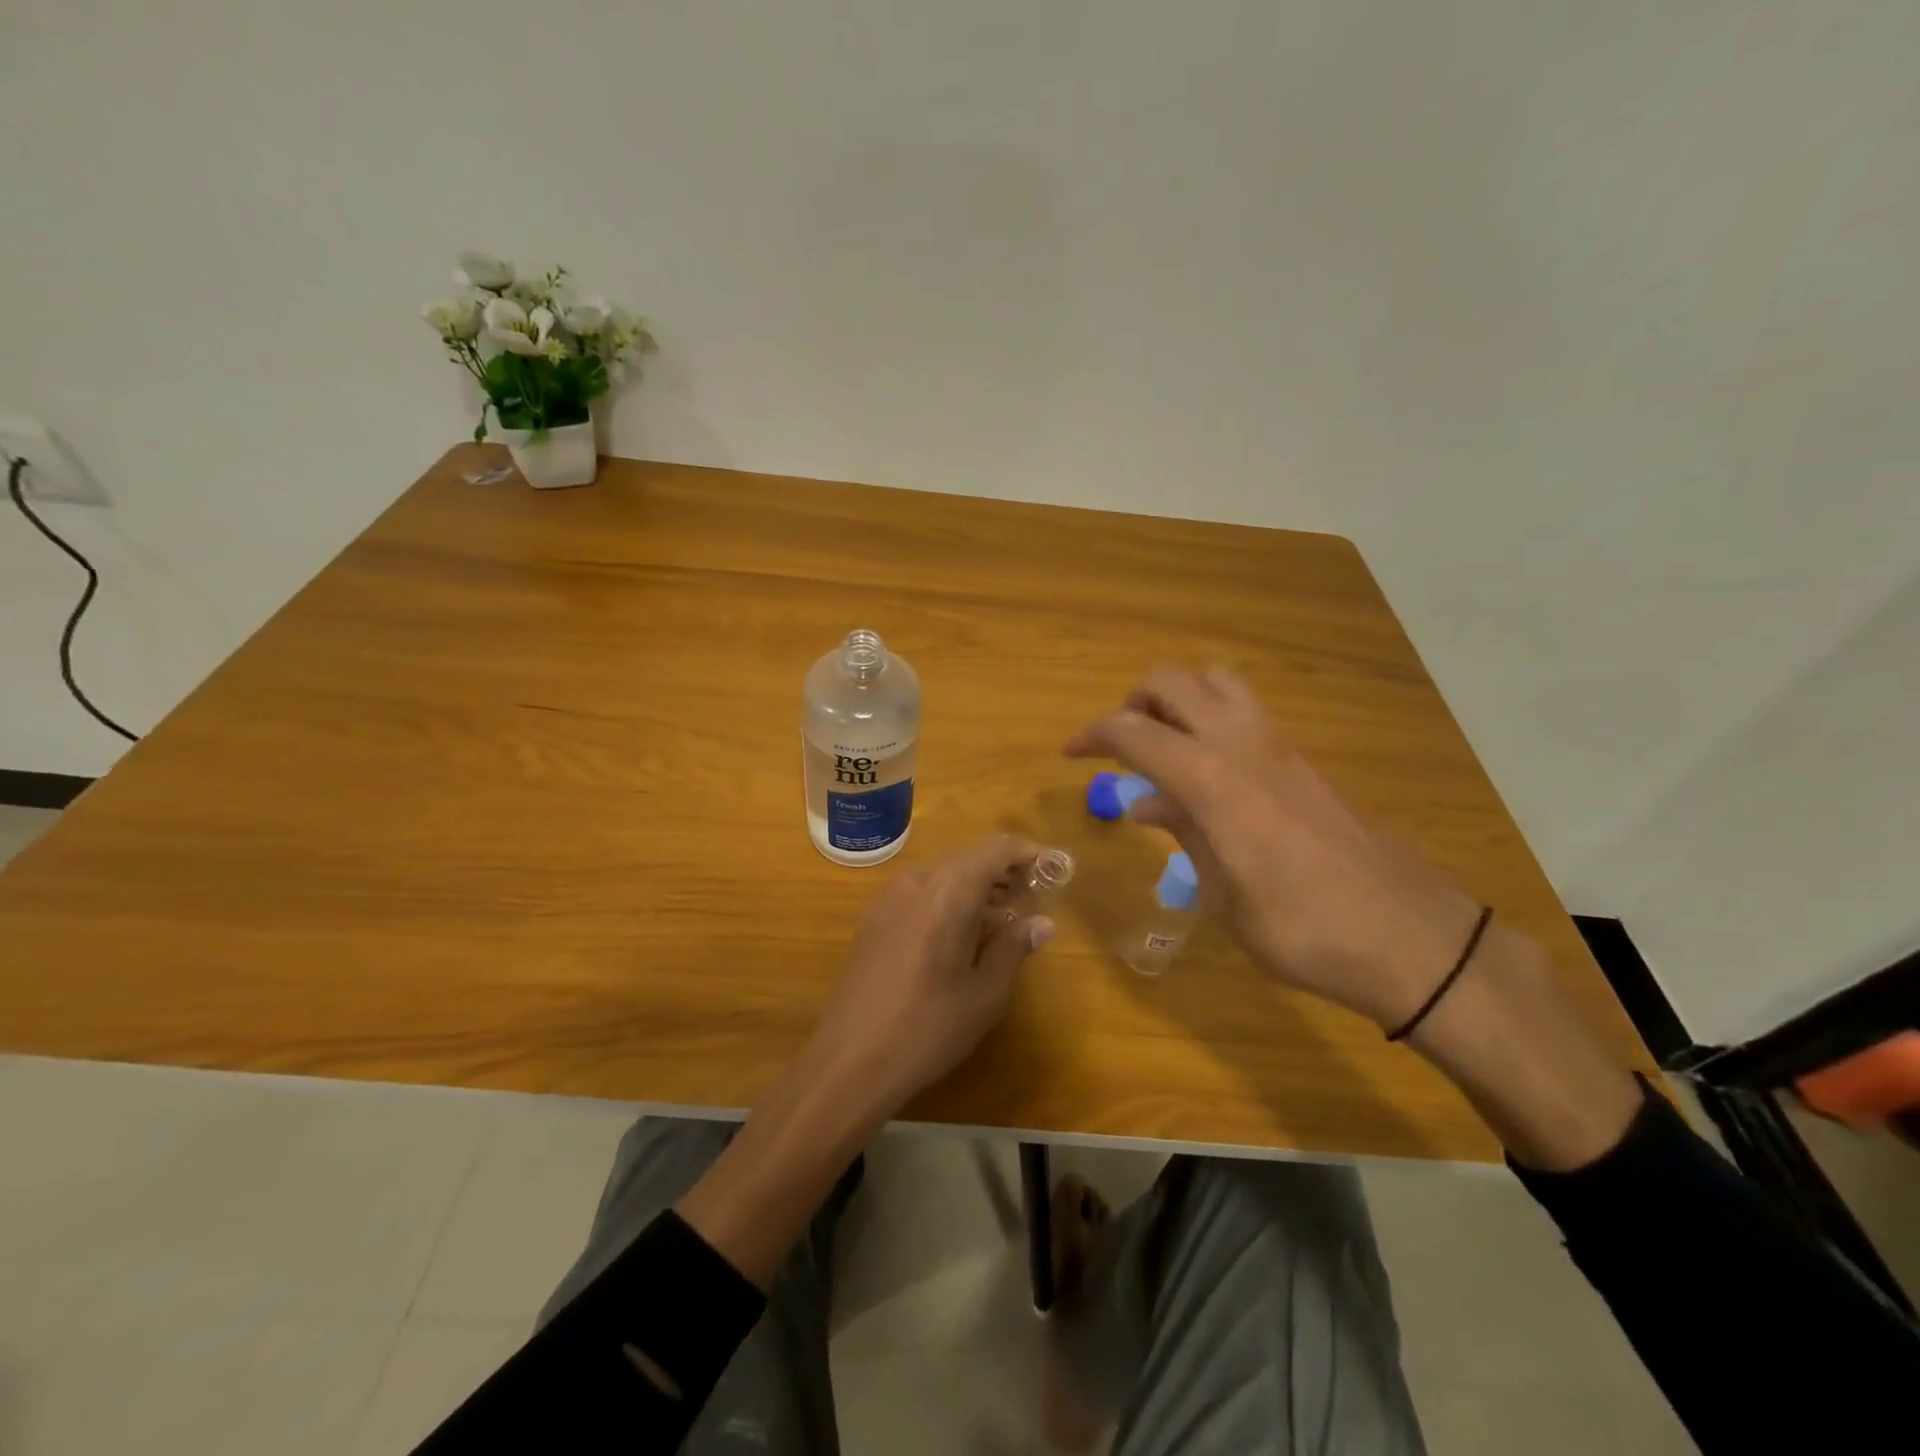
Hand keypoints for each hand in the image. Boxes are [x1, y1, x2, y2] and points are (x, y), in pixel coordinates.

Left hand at [806, 834, 1055, 1112]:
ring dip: (977, 882)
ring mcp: (888, 898)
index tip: (1056, 868)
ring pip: (943, 872)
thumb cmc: (926, 1029)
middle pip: (968, 856)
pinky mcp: (873, 918)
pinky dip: (949, 895)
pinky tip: (961, 928)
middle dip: (1004, 868)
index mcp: (946, 892)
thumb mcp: (984, 995)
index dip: (1029, 853)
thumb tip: (1043, 923)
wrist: (847, 1062)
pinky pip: (920, 890)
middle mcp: (915, 881)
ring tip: (1005, 912)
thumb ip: (1014, 948)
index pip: (996, 849)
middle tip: (1035, 895)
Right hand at [1066, 667, 1479, 1030]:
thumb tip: (1144, 803)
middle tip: (1120, 749)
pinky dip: (1211, 721)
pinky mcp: (1305, 759)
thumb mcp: (1224, 894)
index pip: (1133, 731)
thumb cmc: (1303, 929)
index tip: (1070, 755)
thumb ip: (1183, 833)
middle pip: (1171, 681)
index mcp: (1211, 778)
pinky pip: (1244, 712)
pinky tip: (1210, 777)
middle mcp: (1241, 743)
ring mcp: (1279, 745)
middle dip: (1132, 703)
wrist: (1413, 939)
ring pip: (1214, 682)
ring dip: (1177, 701)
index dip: (1092, 736)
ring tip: (1164, 750)